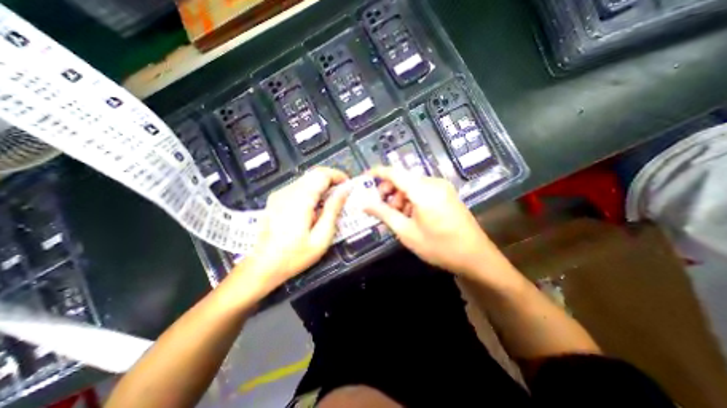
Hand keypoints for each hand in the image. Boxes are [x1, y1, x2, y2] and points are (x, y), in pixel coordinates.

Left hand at [232, 167, 346, 294]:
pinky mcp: (276, 199)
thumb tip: (344, 191)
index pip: (322, 174)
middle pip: (314, 173)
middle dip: (332, 179)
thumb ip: (333, 210)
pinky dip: (312, 190)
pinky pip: (298, 186)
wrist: (262, 266)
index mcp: (300, 200)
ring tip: (331, 201)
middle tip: (343, 193)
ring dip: (322, 185)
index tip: (348, 186)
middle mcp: (288, 192)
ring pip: (306, 179)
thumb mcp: (321, 237)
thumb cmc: (294, 256)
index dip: (338, 176)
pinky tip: (315, 206)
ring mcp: (279, 194)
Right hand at [364, 165, 510, 279]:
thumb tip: (363, 203)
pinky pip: (422, 190)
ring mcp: (442, 187)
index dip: (377, 173)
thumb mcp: (406, 232)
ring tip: (398, 217)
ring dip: (400, 197)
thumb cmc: (439, 247)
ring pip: (412, 185)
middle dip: (388, 191)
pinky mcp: (446, 193)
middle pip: (403, 178)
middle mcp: (433, 182)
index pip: (394, 172)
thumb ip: (383, 214)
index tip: (364, 178)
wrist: (475, 257)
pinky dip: (412, 199)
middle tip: (381, 208)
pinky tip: (412, 215)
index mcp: (423, 190)